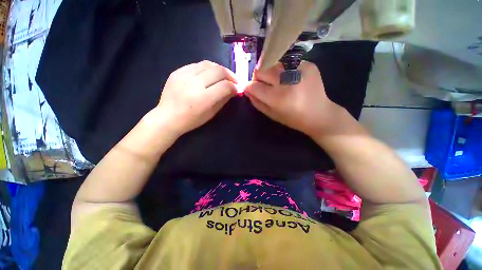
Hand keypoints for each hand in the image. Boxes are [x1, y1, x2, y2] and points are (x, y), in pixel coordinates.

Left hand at [154, 60, 236, 135]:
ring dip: (220, 69)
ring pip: (208, 64)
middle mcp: (194, 84)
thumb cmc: (191, 120)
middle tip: (234, 80)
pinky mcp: (177, 71)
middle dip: (230, 75)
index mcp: (203, 98)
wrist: (167, 117)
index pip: (225, 86)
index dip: (235, 86)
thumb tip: (234, 90)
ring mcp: (184, 75)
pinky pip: (197, 65)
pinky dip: (207, 68)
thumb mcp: (211, 113)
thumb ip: (223, 100)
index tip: (238, 89)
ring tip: (223, 76)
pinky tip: (209, 75)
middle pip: (218, 71)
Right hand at [244, 61, 341, 137]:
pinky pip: (287, 63)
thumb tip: (246, 90)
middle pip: (262, 69)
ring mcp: (299, 69)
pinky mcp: (308, 64)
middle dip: (258, 77)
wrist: (320, 114)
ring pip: (273, 64)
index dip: (249, 87)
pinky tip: (292, 80)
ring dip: (271, 73)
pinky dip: (285, 71)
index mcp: (278, 97)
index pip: (254, 86)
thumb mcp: (272, 115)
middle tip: (264, 85)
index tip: (249, 89)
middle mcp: (287, 80)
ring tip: (279, 83)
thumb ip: (257, 102)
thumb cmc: (293, 119)